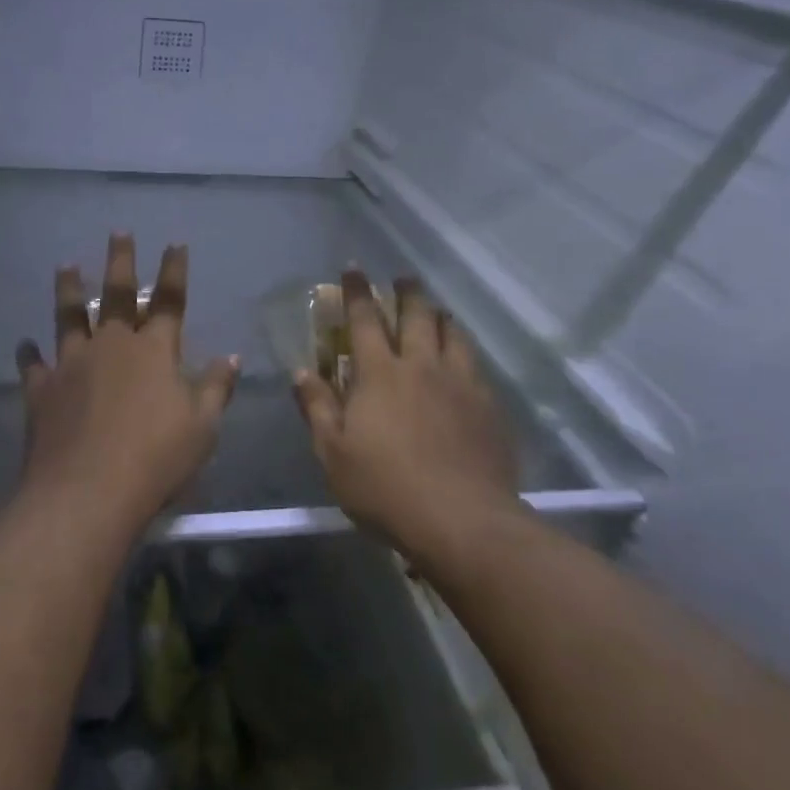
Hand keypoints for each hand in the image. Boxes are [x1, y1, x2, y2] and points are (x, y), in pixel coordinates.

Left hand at [15, 234, 238, 528]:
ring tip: (66, 265)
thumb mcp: (202, 427)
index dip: (174, 270)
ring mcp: (72, 364)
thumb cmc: (157, 458)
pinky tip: (25, 344)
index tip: (175, 243)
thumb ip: (216, 388)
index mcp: (154, 351)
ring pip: (70, 316)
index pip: (169, 300)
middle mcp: (112, 345)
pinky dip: (29, 354)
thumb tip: (232, 357)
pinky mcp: (42, 390)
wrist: (87, 492)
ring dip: (69, 289)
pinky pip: (34, 365)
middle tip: (118, 232)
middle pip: (117, 294)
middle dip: (121, 260)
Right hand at [293, 270, 519, 561]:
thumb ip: (317, 407)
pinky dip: (463, 349)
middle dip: (406, 292)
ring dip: (440, 316)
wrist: (463, 521)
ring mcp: (460, 383)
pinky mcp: (488, 406)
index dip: (357, 291)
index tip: (353, 268)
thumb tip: (302, 370)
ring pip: (452, 333)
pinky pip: (475, 363)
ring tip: (435, 310)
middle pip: (416, 315)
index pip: (364, 320)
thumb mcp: (334, 454)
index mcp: (380, 374)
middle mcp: (422, 366)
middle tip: (402, 279)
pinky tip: (463, 359)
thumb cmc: (386, 488)